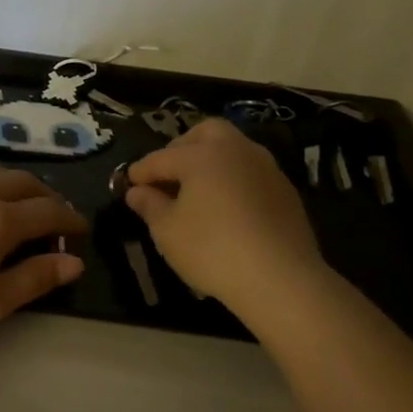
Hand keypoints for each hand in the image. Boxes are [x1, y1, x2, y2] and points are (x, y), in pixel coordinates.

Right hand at [123, 118, 322, 310]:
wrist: (281, 278)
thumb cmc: (212, 250)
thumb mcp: (167, 231)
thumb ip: (149, 205)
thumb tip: (136, 192)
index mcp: (202, 155)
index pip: (161, 158)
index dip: (140, 171)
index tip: (127, 184)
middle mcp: (236, 150)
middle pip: (205, 133)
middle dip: (181, 148)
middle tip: (167, 175)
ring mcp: (265, 168)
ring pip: (233, 149)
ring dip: (211, 161)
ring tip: (196, 190)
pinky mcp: (285, 190)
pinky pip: (250, 172)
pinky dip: (232, 179)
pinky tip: (226, 206)